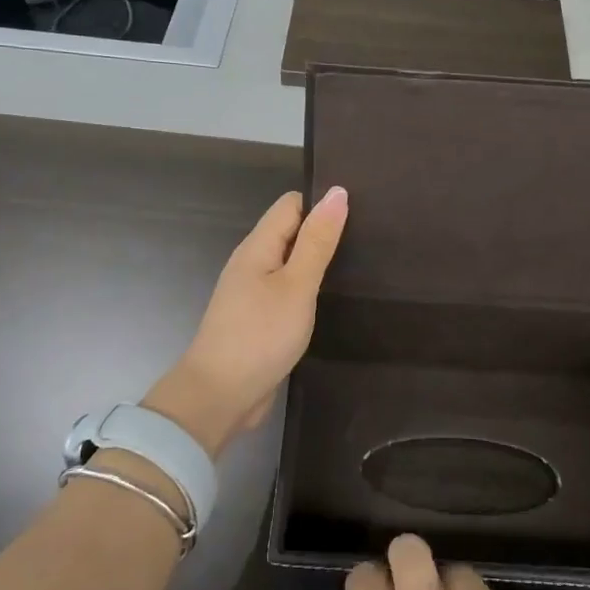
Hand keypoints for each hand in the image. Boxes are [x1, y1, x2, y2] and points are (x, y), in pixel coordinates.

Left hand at [141, 187, 347, 457]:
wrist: (219, 397)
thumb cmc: (260, 335)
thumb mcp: (297, 285)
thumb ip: (317, 241)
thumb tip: (337, 192)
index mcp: (257, 246)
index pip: (291, 205)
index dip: (322, 203)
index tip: (360, 211)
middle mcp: (251, 263)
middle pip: (290, 232)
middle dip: (323, 232)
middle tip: (370, 239)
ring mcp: (252, 293)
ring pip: (289, 263)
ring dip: (317, 262)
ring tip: (360, 265)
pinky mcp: (258, 319)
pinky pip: (286, 291)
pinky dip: (308, 289)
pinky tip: (332, 299)